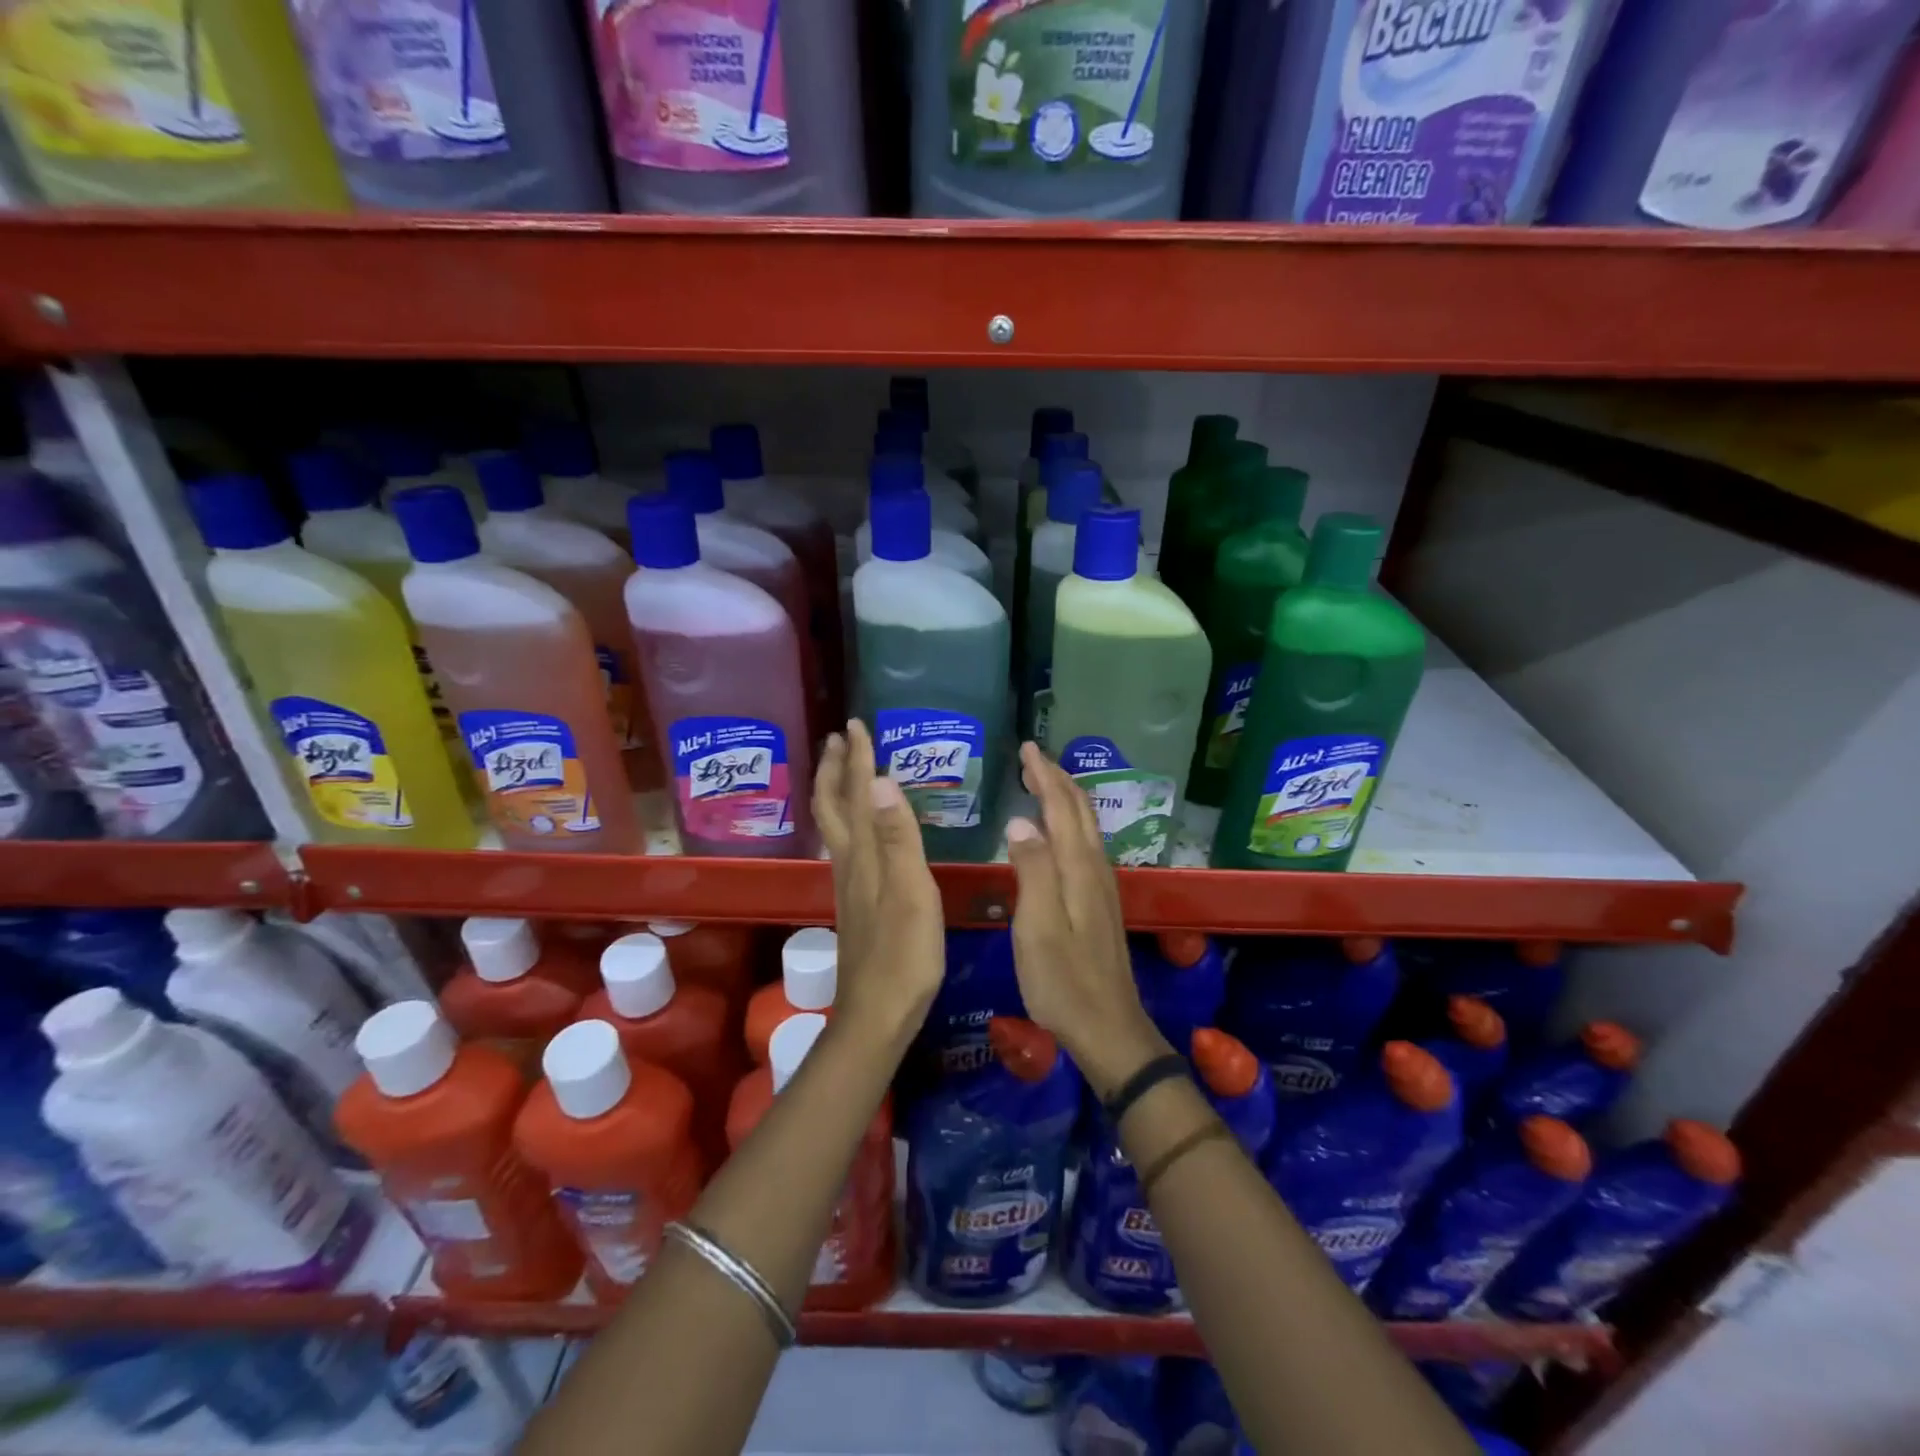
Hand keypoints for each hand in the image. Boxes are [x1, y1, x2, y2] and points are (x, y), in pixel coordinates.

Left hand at [811, 720, 943, 1046]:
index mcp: (864, 856)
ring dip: (836, 791)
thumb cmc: (903, 956)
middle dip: (835, 768)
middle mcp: (849, 863)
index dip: (858, 759)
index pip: (858, 795)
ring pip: (835, 825)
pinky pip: (845, 845)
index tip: (856, 724)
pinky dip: (847, 820)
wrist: (877, 1015)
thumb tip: (881, 781)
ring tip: (844, 769)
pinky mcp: (855, 903)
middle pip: (833, 806)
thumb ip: (897, 838)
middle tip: (839, 737)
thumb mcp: (910, 894)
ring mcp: (849, 884)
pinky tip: (858, 828)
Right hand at [1004, 742, 1168, 1098]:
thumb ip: (1032, 869)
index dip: (1045, 775)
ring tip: (1044, 781)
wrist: (1108, 1028)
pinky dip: (1070, 822)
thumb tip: (1021, 820)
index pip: (1062, 807)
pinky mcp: (1099, 903)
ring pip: (1085, 826)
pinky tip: (1060, 832)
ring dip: (1066, 797)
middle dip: (1058, 778)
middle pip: (1079, 811)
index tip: (1027, 748)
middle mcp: (1095, 869)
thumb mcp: (1038, 927)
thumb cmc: (1063, 981)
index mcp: (1078, 868)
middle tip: (1033, 756)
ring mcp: (1101, 886)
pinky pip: (1085, 845)